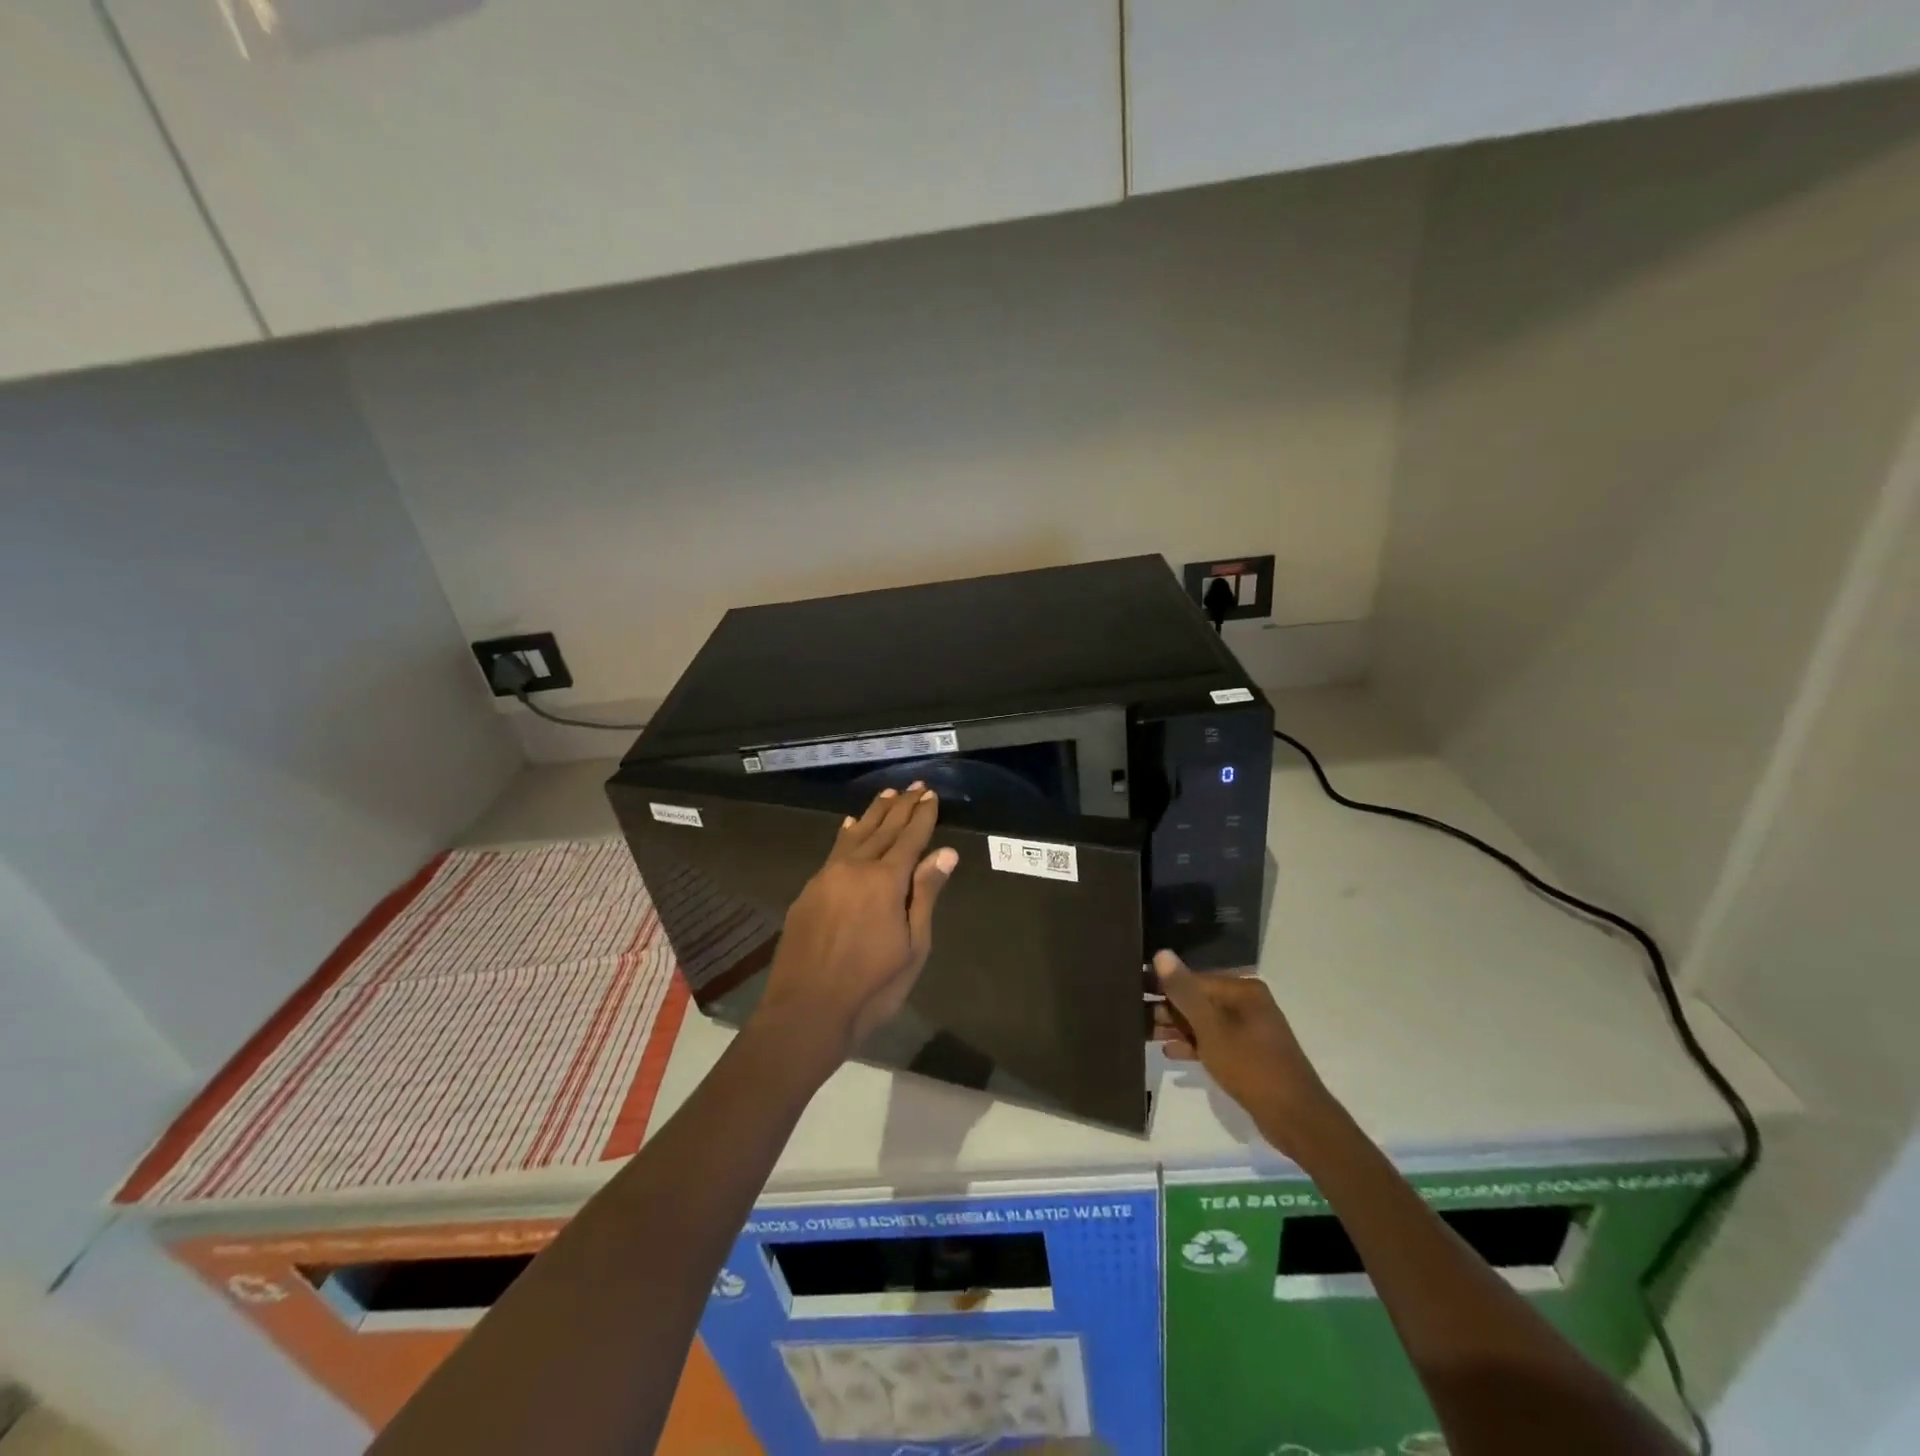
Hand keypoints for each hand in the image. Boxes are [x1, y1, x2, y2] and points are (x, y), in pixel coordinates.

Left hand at [754, 785, 957, 1063]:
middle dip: (901, 807)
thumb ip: (925, 895)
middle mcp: (855, 868)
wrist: (805, 1010)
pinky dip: (846, 834)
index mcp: (886, 881)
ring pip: (855, 835)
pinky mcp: (808, 892)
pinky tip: (849, 826)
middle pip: (883, 829)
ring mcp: (827, 877)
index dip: (922, 816)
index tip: (931, 794)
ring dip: (873, 813)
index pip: (910, 838)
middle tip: (915, 786)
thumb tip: (944, 853)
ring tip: (887, 794)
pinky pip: (833, 851)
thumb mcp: (913, 946)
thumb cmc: (871, 986)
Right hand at [1152, 949, 1337, 1157]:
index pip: (1193, 980)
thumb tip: (1161, 954)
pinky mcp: (1248, 1054)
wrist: (1295, 1118)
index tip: (1135, 994)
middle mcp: (1247, 1004)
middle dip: (1168, 1010)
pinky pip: (1214, 1042)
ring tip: (1145, 1034)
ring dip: (1177, 1029)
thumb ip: (1184, 992)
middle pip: (1199, 1000)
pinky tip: (1169, 1052)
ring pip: (1204, 1023)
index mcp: (1243, 991)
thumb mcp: (1211, 1028)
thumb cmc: (1251, 1066)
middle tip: (1135, 1017)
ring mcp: (1249, 1031)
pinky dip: (1194, 1046)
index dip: (1164, 987)